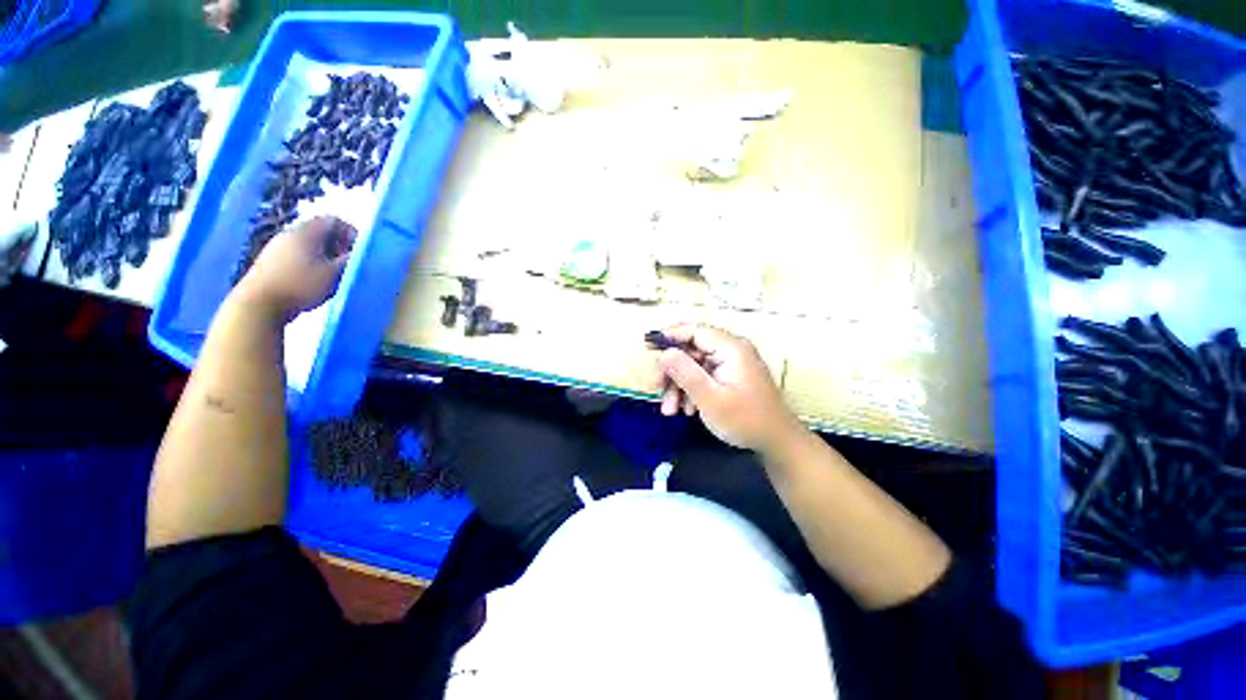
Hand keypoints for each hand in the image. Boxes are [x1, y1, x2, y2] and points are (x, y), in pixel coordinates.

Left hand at [235, 216, 355, 323]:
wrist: (259, 304)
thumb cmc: (301, 285)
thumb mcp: (334, 274)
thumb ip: (350, 261)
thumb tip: (361, 254)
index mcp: (306, 232)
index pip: (333, 220)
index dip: (351, 232)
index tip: (360, 251)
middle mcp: (290, 234)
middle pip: (321, 231)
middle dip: (339, 245)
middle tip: (349, 263)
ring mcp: (277, 247)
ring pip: (309, 244)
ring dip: (326, 256)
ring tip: (334, 274)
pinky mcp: (271, 261)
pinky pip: (298, 254)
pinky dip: (312, 262)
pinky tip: (315, 280)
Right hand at [657, 323, 802, 452]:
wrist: (777, 442)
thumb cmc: (745, 420)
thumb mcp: (710, 399)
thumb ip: (686, 373)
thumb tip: (664, 353)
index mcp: (731, 348)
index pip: (695, 330)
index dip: (670, 335)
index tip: (648, 346)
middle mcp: (731, 350)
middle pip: (692, 350)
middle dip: (672, 371)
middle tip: (655, 388)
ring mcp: (731, 364)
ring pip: (695, 366)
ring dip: (679, 385)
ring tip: (670, 409)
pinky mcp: (730, 377)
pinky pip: (704, 377)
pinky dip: (691, 391)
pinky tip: (686, 410)